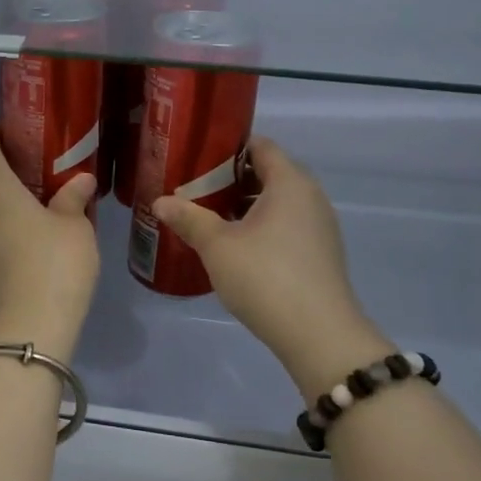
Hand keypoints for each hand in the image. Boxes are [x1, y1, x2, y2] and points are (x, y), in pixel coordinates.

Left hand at [0, 127, 98, 356]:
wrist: (29, 329)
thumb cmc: (55, 263)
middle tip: (37, 170)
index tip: (9, 129)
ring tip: (37, 208)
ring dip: (5, 206)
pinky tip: (30, 244)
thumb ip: (74, 198)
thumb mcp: (75, 227)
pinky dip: (5, 233)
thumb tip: (81, 180)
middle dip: (5, 172)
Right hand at [153, 138, 394, 400]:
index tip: (197, 159)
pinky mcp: (321, 253)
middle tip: (196, 190)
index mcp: (289, 182)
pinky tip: (237, 248)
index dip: (228, 148)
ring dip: (246, 206)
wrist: (319, 334)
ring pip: (278, 202)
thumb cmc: (265, 277)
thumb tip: (160, 201)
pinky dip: (263, 227)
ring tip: (211, 219)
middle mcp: (310, 196)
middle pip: (269, 173)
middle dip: (232, 179)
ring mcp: (320, 226)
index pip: (260, 146)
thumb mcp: (217, 246)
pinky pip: (287, 225)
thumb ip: (189, 219)